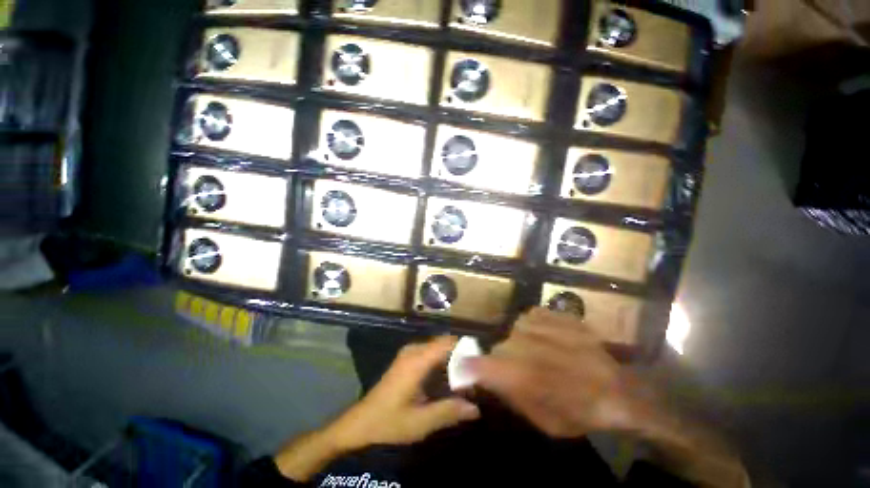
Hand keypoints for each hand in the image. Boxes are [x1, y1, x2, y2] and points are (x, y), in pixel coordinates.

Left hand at [328, 335, 480, 450]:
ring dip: (452, 359)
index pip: (446, 343)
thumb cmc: (389, 421)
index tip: (482, 359)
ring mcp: (409, 353)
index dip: (465, 347)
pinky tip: (449, 379)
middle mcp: (414, 351)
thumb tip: (476, 408)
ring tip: (467, 377)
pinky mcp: (407, 359)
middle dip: (460, 355)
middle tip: (476, 373)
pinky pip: (430, 353)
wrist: (361, 422)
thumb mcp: (420, 422)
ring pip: (437, 348)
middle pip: (443, 343)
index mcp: (417, 361)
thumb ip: (448, 412)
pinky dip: (442, 362)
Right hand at [467, 308, 748, 487]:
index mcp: (528, 376)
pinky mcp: (561, 316)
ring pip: (515, 328)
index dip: (470, 366)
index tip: (463, 370)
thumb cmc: (583, 413)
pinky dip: (532, 327)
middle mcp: (533, 346)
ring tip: (533, 353)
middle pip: (500, 345)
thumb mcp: (543, 421)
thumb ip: (510, 396)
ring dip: (519, 341)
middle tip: (516, 370)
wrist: (623, 392)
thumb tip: (484, 378)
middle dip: (502, 359)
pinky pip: (532, 315)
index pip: (485, 365)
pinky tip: (543, 337)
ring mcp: (548, 327)